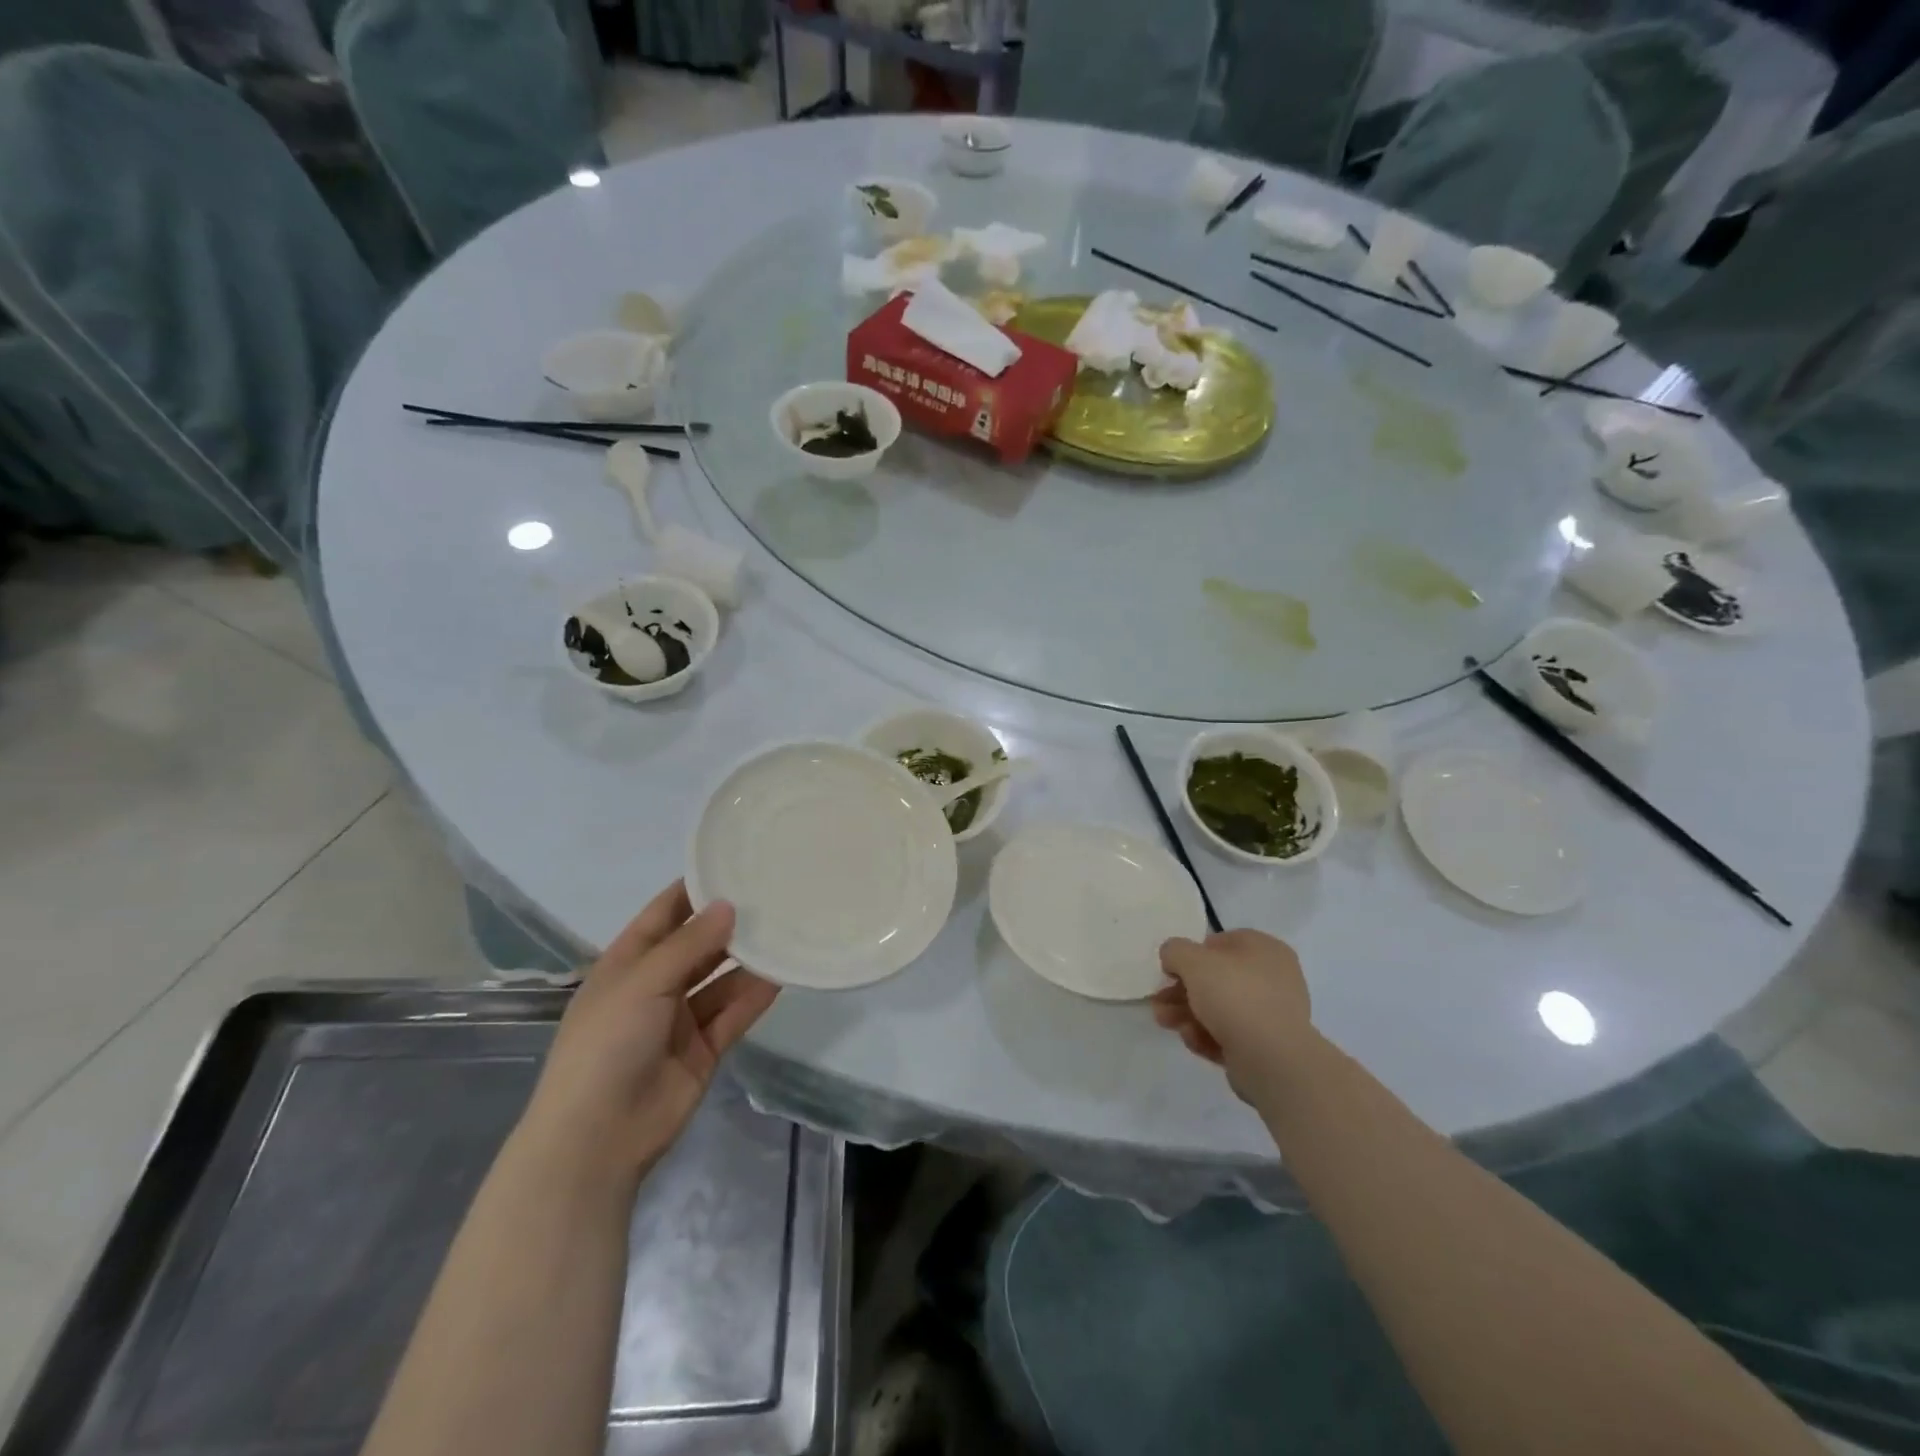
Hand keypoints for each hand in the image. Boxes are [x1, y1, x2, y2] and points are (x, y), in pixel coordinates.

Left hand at [520, 882, 778, 1181]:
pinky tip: (783, 974)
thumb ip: (690, 944)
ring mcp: (680, 1019)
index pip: (664, 913)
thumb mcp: (643, 982)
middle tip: (774, 895)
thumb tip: (729, 906)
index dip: (694, 889)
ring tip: (786, 930)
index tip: (734, 863)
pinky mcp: (703, 1048)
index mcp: (628, 963)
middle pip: (698, 945)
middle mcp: (655, 985)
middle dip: (730, 924)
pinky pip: (734, 1013)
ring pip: (721, 979)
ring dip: (748, 960)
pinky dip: (755, 995)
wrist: (597, 1138)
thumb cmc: (607, 1044)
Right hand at [1150, 929, 1313, 1099]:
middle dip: (1182, 990)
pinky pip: (1229, 1034)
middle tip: (1158, 1001)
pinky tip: (1192, 1040)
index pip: (1221, 942)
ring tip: (1164, 1022)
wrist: (1272, 1060)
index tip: (1171, 970)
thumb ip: (1175, 951)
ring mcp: (1270, 1014)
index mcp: (1265, 950)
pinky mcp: (1264, 1046)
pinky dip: (1207, 1035)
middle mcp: (1273, 978)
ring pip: (1219, 1008)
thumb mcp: (1193, 961)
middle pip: (1216, 979)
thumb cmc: (1235, 996)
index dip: (1191, 954)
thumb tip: (1173, 958)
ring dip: (1187, 1013)